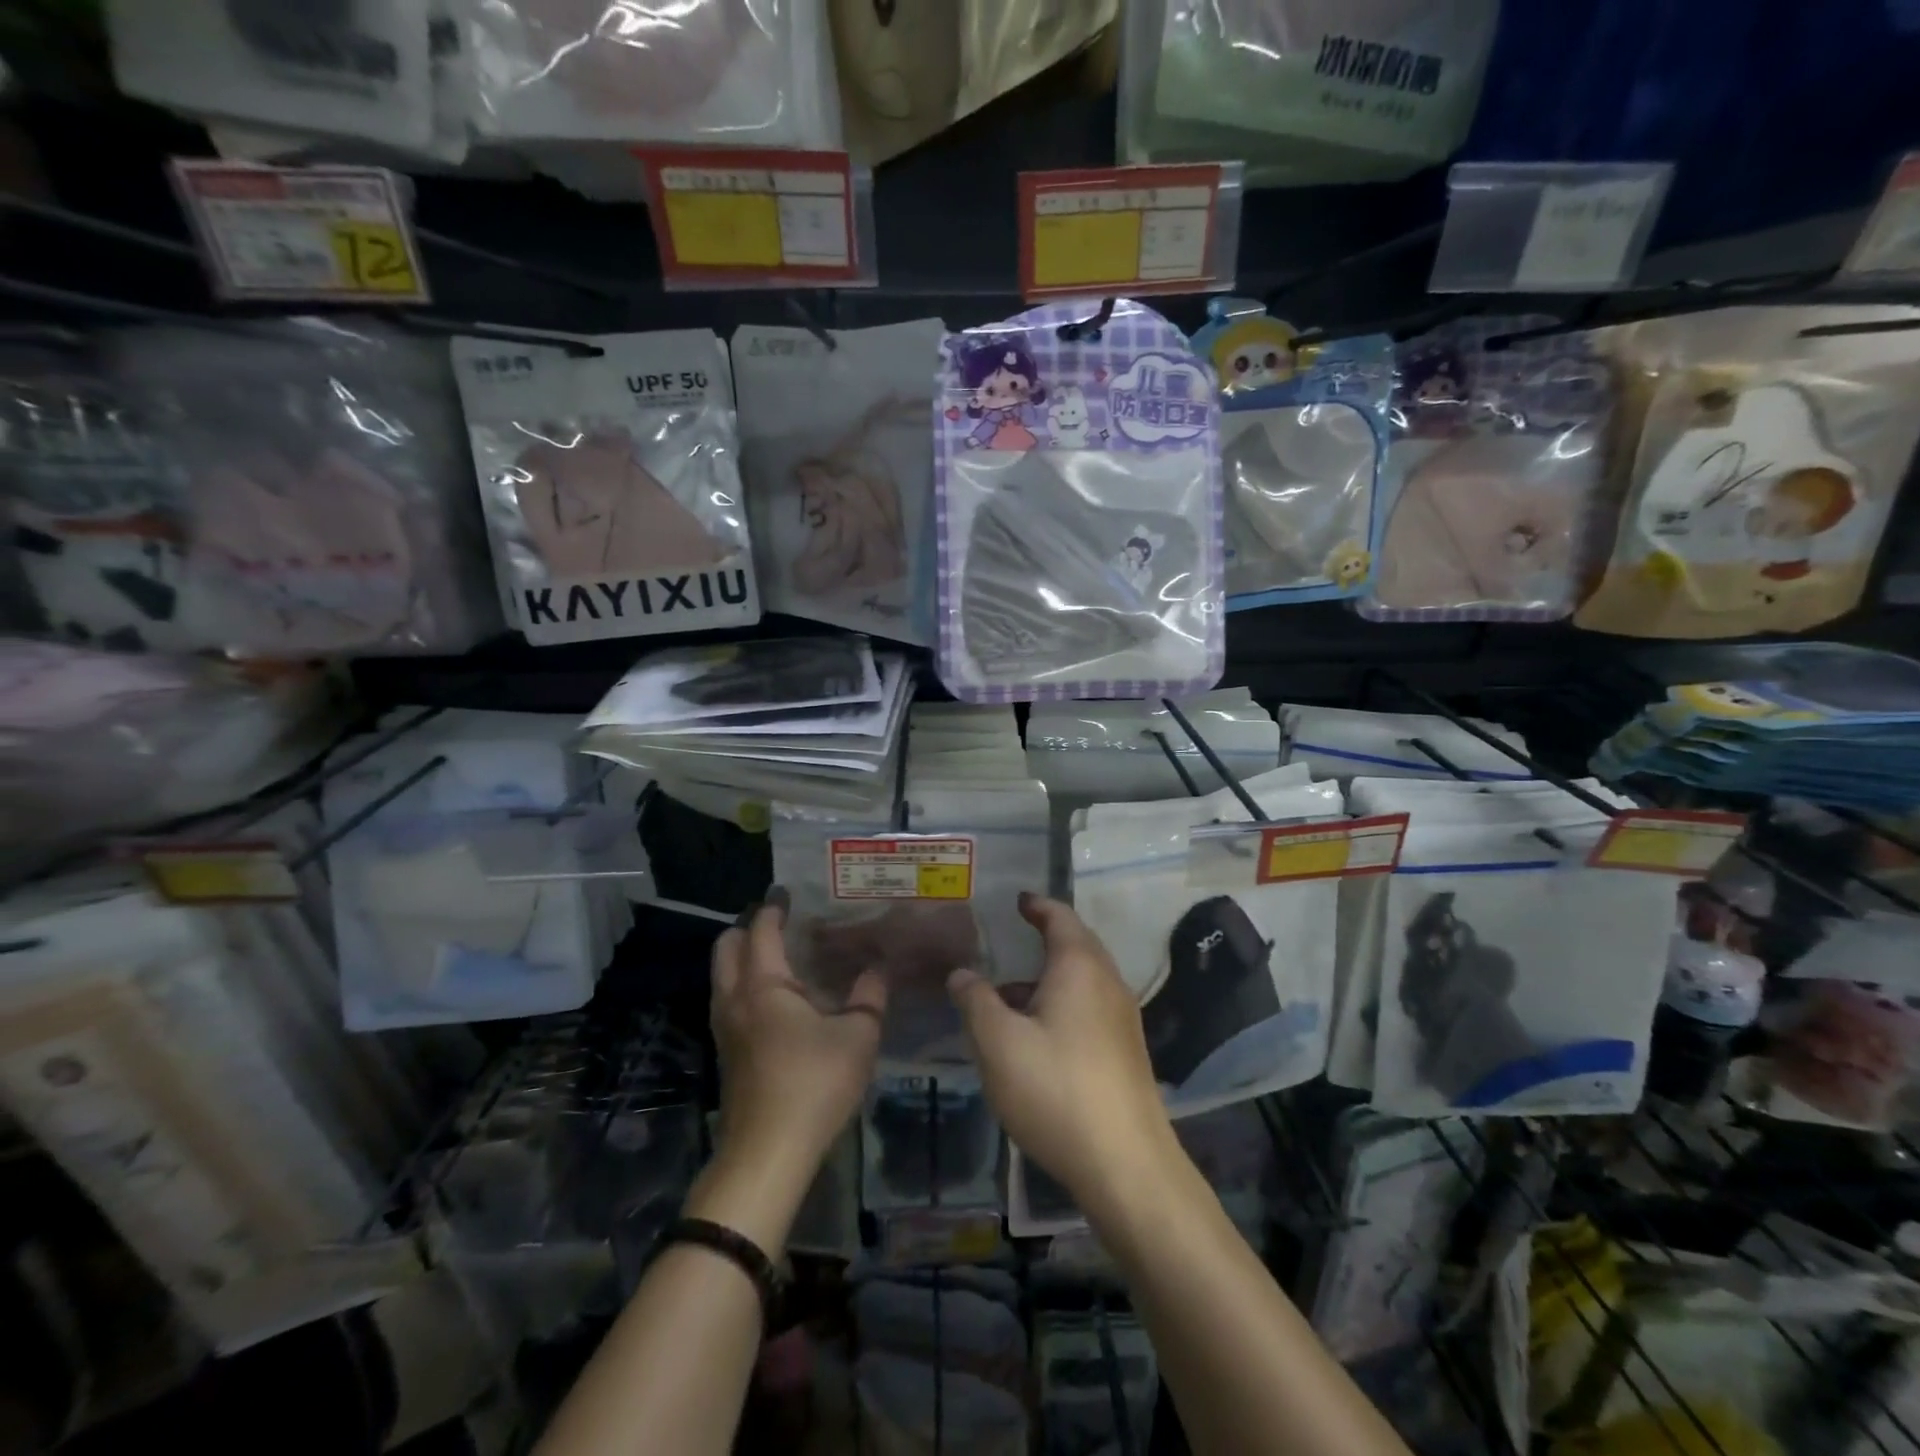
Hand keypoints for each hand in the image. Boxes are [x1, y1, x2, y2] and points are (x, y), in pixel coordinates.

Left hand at [711, 888, 886, 1180]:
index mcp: (763, 985)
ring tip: (782, 956)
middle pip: (728, 946)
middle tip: (782, 923)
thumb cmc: (813, 1084)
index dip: (774, 907)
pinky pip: (729, 999)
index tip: (788, 892)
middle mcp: (735, 998)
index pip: (762, 929)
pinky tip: (779, 999)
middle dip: (749, 927)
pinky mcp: (726, 1053)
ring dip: (744, 957)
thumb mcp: (857, 1037)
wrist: (767, 1154)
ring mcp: (724, 1027)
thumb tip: (877, 968)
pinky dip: (746, 983)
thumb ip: (870, 997)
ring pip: (723, 975)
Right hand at [947, 893, 1179, 1210]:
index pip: (1059, 917)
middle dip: (1044, 938)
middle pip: (1076, 945)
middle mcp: (1107, 982)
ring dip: (1048, 978)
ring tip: (1007, 994)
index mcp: (1080, 967)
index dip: (1037, 905)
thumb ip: (975, 1000)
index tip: (1017, 900)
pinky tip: (1035, 1035)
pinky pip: (1089, 1007)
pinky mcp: (1125, 1051)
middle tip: (1010, 937)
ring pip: (1082, 980)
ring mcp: (1122, 1018)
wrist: (1126, 1164)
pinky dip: (1061, 1003)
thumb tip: (962, 973)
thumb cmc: (1056, 1089)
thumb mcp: (998, 1043)